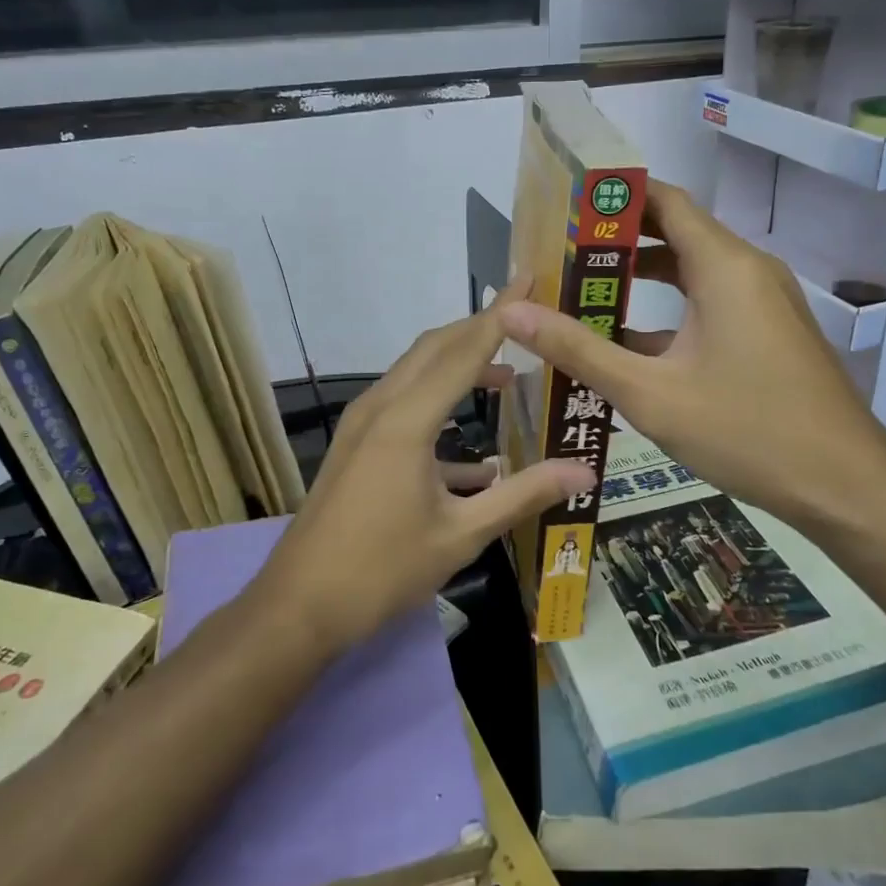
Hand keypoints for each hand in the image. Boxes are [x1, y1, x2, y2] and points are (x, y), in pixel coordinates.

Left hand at [256, 291, 594, 655]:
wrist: (299, 606)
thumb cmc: (382, 570)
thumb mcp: (462, 535)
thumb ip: (525, 495)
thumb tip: (586, 471)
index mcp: (408, 419)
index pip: (464, 349)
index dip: (501, 313)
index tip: (529, 280)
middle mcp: (381, 406)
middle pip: (436, 347)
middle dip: (480, 328)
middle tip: (526, 319)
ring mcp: (362, 424)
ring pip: (416, 372)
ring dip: (460, 365)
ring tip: (508, 376)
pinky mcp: (356, 444)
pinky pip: (403, 405)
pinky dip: (439, 407)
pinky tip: (476, 457)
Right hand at [498, 180, 885, 535]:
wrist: (846, 486)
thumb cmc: (748, 431)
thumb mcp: (650, 393)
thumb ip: (578, 349)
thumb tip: (512, 313)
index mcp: (724, 266)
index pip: (664, 200)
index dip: (614, 194)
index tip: (565, 202)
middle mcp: (748, 270)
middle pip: (676, 232)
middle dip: (618, 240)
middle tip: (558, 250)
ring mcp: (763, 302)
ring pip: (692, 271)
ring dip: (642, 278)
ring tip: (581, 290)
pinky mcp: (768, 332)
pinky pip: (710, 303)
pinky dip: (668, 310)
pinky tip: (626, 342)